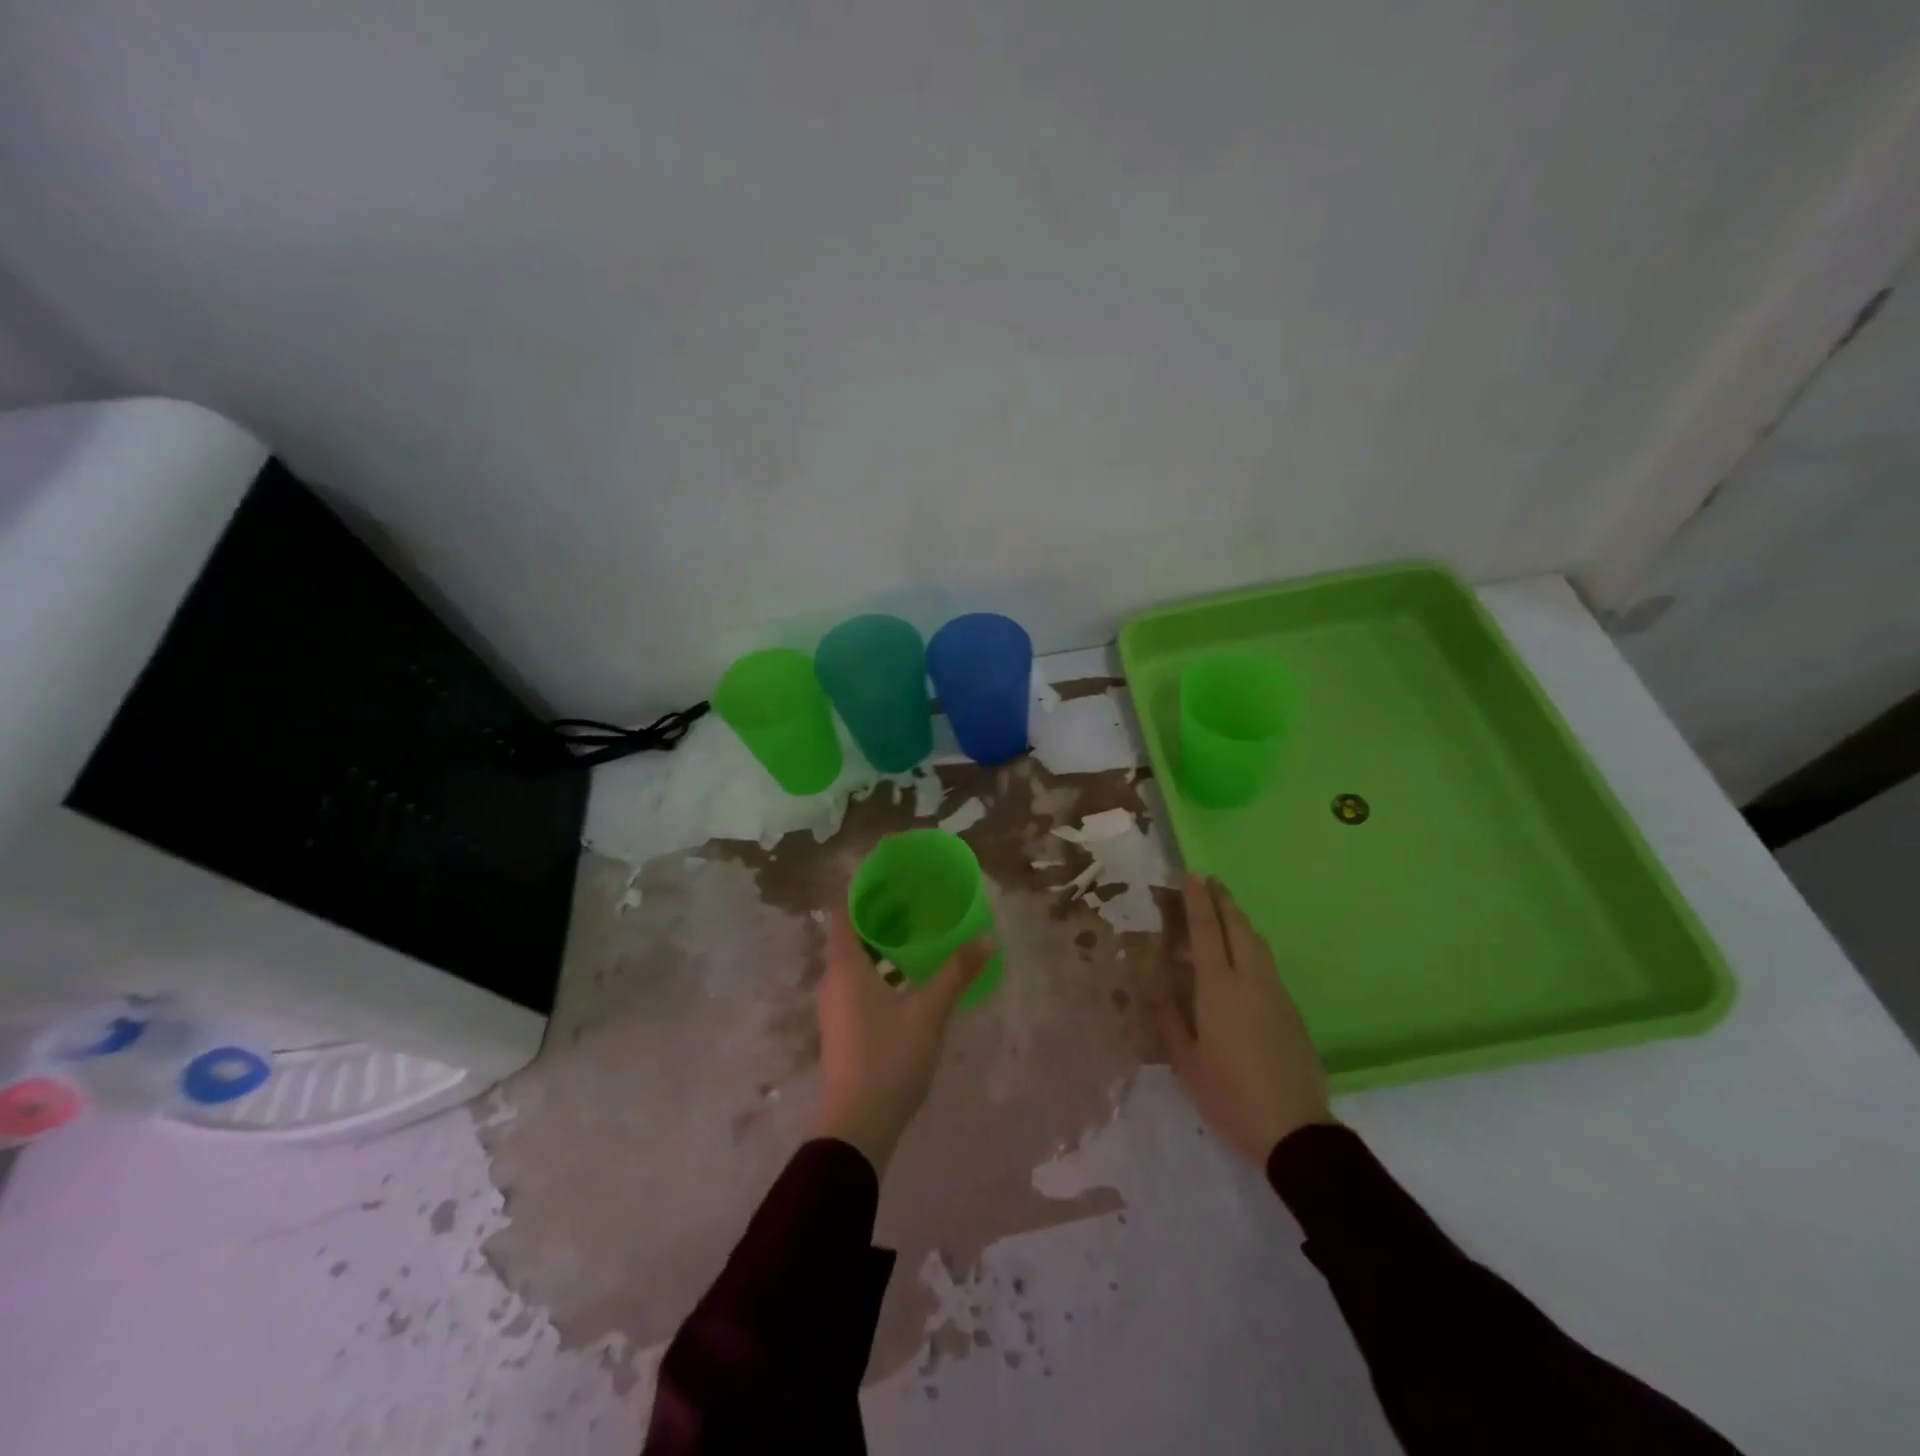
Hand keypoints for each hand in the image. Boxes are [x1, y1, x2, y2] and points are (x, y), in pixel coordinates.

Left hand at [815, 901, 992, 1175]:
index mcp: (845, 966)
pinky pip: (859, 983)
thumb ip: (956, 972)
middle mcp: (833, 980)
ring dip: (882, 945)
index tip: (891, 876)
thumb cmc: (888, 1059)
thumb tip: (986, 937)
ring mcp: (836, 1006)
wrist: (856, 1127)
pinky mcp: (843, 1028)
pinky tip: (911, 979)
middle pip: (851, 933)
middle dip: (880, 915)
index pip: (843, 910)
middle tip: (915, 901)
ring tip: (917, 935)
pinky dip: (881, 971)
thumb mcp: (929, 1012)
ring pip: (856, 961)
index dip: (863, 889)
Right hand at [1162, 873, 1334, 1165]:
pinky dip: (1251, 946)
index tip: (1192, 876)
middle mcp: (1250, 980)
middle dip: (1223, 900)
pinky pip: (1267, 964)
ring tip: (1225, 911)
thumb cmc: (1229, 1095)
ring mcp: (1276, 994)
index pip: (1206, 931)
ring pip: (1258, 943)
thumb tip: (1157, 984)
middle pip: (1238, 927)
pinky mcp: (1292, 1011)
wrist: (1294, 1130)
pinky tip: (1243, 956)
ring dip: (1240, 920)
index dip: (1198, 901)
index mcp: (1219, 989)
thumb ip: (1170, 1017)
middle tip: (1210, 881)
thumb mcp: (1186, 1061)